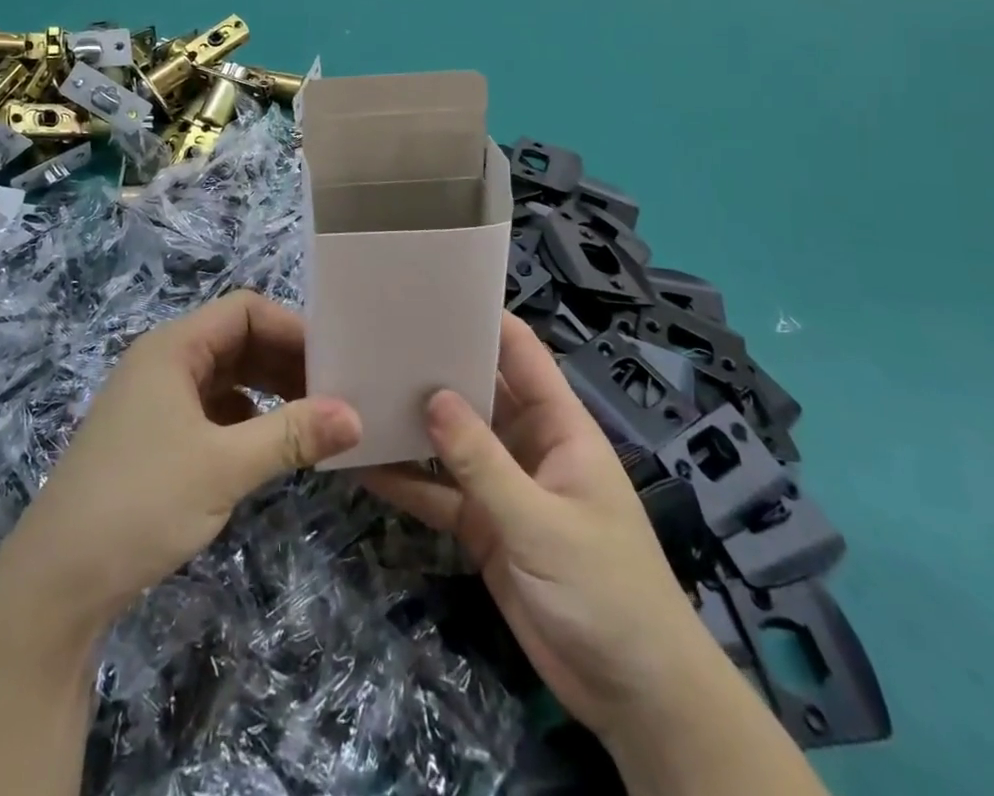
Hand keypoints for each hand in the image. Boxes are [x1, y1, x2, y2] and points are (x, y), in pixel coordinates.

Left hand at [0, 292, 361, 632]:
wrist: (56, 582)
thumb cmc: (141, 502)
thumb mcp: (224, 466)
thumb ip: (292, 435)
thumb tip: (355, 416)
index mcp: (173, 348)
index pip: (244, 311)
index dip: (290, 328)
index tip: (333, 363)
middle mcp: (163, 362)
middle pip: (236, 340)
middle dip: (285, 361)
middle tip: (334, 392)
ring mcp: (154, 401)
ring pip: (225, 377)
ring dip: (268, 391)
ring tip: (313, 419)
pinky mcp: (153, 437)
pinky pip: (211, 410)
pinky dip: (245, 419)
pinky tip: (270, 446)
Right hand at [361, 315, 706, 736]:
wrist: (635, 698)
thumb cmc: (608, 592)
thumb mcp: (543, 523)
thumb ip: (484, 463)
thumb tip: (431, 398)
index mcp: (560, 427)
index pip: (522, 355)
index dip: (485, 320)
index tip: (432, 294)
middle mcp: (528, 445)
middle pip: (478, 393)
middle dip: (435, 369)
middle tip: (376, 339)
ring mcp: (504, 487)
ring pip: (451, 444)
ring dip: (413, 425)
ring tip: (359, 393)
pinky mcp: (484, 528)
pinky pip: (438, 495)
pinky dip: (406, 483)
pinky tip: (363, 467)